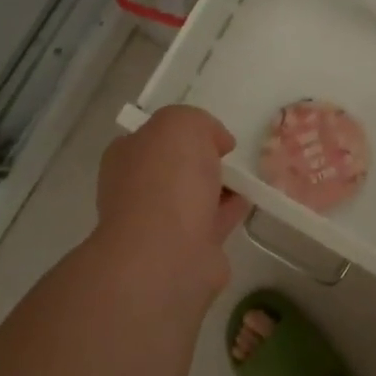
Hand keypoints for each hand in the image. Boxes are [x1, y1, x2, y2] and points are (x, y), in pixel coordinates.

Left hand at [94, 105, 250, 308]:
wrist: (168, 253)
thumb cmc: (168, 179)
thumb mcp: (182, 123)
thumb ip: (199, 122)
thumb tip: (216, 142)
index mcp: (126, 156)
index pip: (152, 137)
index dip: (182, 132)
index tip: (212, 134)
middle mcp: (136, 189)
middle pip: (173, 168)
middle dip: (200, 162)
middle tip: (229, 155)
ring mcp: (159, 224)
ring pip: (193, 197)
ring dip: (217, 188)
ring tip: (247, 177)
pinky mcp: (186, 250)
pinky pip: (212, 223)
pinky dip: (229, 211)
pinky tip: (249, 201)